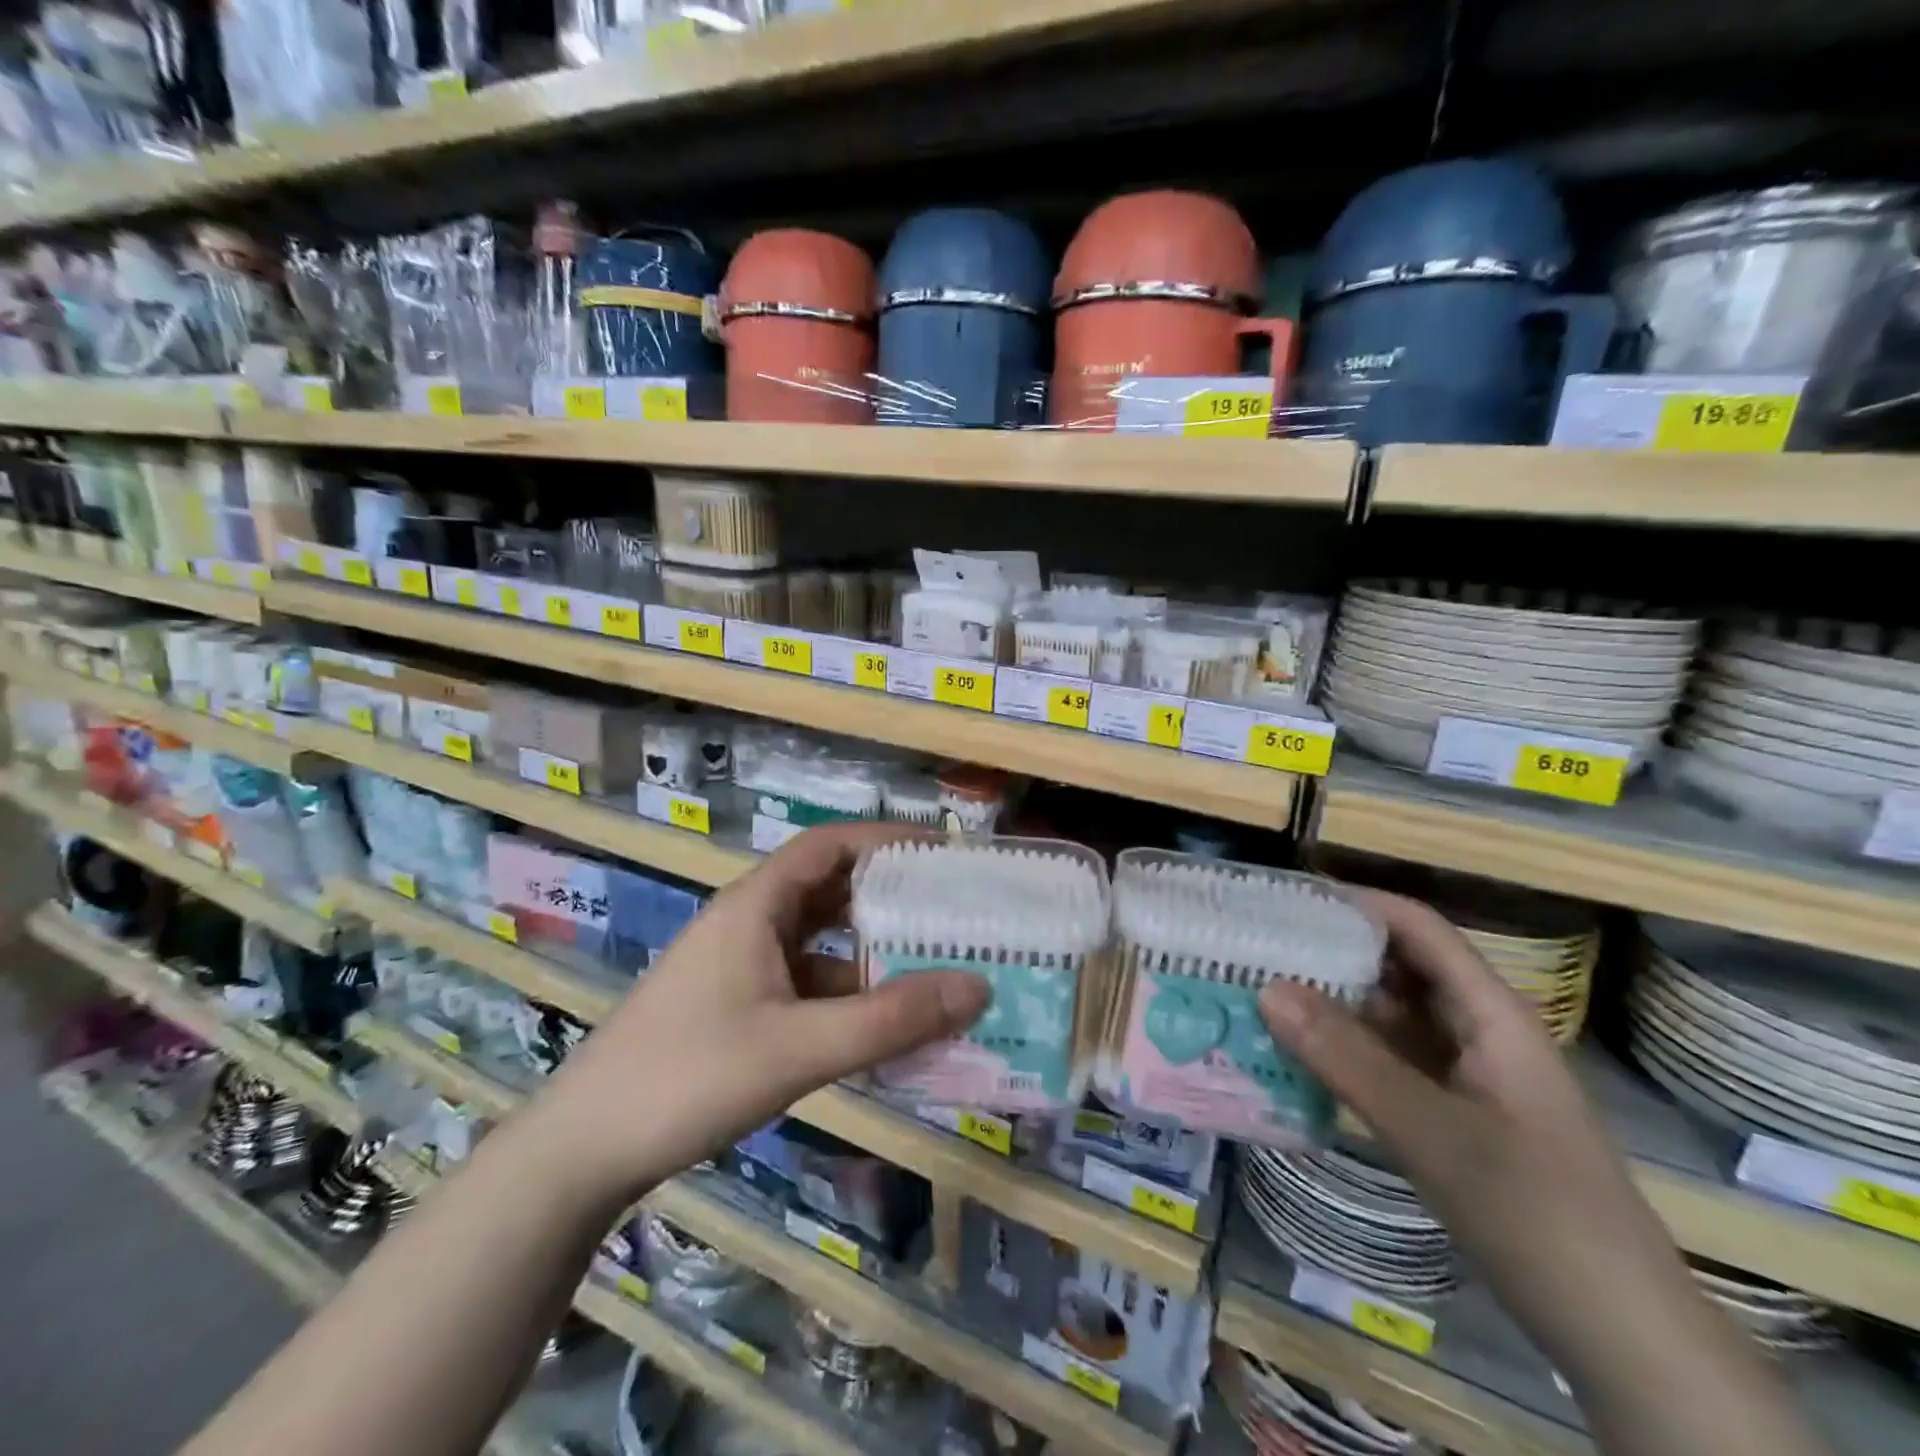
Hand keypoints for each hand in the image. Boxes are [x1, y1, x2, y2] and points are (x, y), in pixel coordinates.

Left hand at [522, 823, 988, 1212]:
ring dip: (872, 954)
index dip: (886, 839)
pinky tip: (883, 1027)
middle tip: (953, 914)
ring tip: (935, 970)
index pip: (831, 845)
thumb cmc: (688, 1077)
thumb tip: (978, 986)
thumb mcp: (798, 1048)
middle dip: (891, 898)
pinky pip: (808, 985)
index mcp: (756, 905)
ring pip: (822, 944)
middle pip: (831, 891)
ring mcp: (742, 967)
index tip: (942, 853)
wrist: (582, 1152)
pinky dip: (848, 996)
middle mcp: (750, 923)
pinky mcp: (738, 1007)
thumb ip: (889, 1019)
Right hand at [1256, 889, 1701, 1383]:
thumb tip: (1265, 988)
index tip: (1285, 899)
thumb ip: (1348, 1058)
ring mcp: (1465, 1074)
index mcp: (1490, 1013)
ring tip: (1258, 992)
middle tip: (1254, 947)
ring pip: (1389, 1015)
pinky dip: (1343, 1050)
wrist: (1623, 1337)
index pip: (1417, 928)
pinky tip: (1294, 1055)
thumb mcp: (1433, 1133)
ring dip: (1330, 1002)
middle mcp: (1476, 1030)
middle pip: (1397, 966)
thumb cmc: (1539, 1216)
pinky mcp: (1451, 1113)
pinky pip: (1387, 1061)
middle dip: (1330, 950)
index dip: (1355, 903)